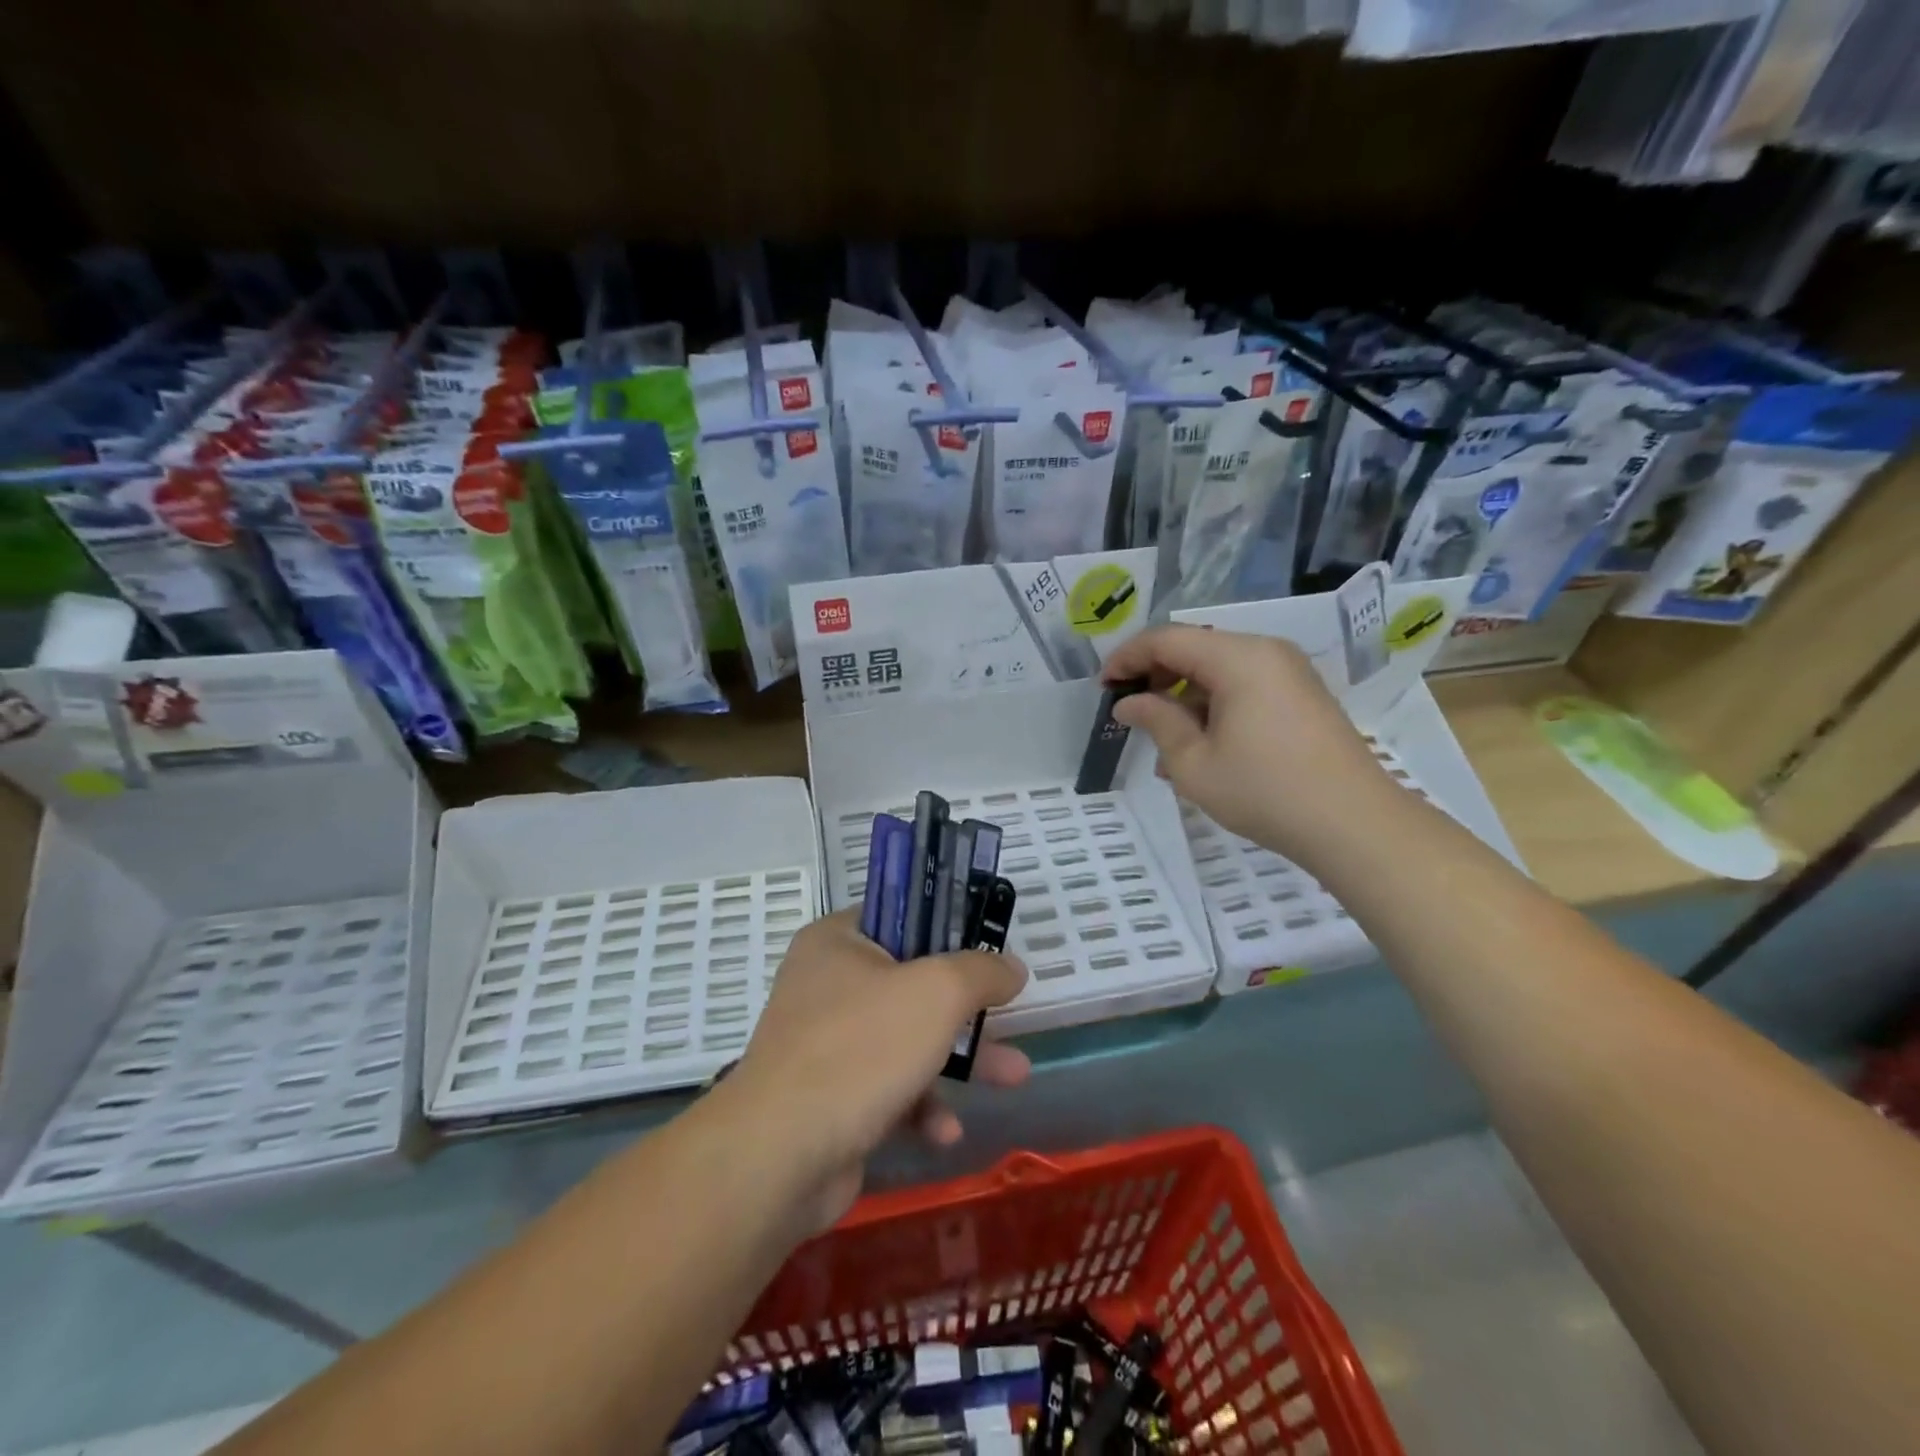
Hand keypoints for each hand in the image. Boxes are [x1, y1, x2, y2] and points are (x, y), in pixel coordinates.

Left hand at [719, 909, 1030, 1233]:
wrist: (778, 1156)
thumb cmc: (860, 1048)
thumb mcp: (937, 993)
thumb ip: (980, 971)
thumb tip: (1011, 967)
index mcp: (838, 941)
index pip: (900, 916)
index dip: (948, 928)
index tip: (988, 947)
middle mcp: (826, 984)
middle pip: (912, 983)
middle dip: (967, 1008)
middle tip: (1010, 1017)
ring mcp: (825, 1043)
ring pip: (907, 1039)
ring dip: (959, 1061)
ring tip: (1013, 1078)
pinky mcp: (829, 1097)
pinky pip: (887, 1088)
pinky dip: (920, 1105)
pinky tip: (944, 1133)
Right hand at [1103, 625, 1396, 863]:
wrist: (1355, 825)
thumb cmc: (1265, 792)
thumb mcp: (1194, 763)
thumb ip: (1157, 722)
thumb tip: (1127, 704)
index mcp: (1238, 658)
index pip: (1166, 639)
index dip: (1127, 658)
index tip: (1102, 687)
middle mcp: (1266, 651)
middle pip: (1195, 647)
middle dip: (1155, 675)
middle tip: (1128, 711)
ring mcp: (1288, 672)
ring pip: (1218, 668)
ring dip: (1183, 694)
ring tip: (1163, 740)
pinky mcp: (1300, 695)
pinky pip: (1244, 684)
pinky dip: (1213, 704)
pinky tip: (1201, 744)